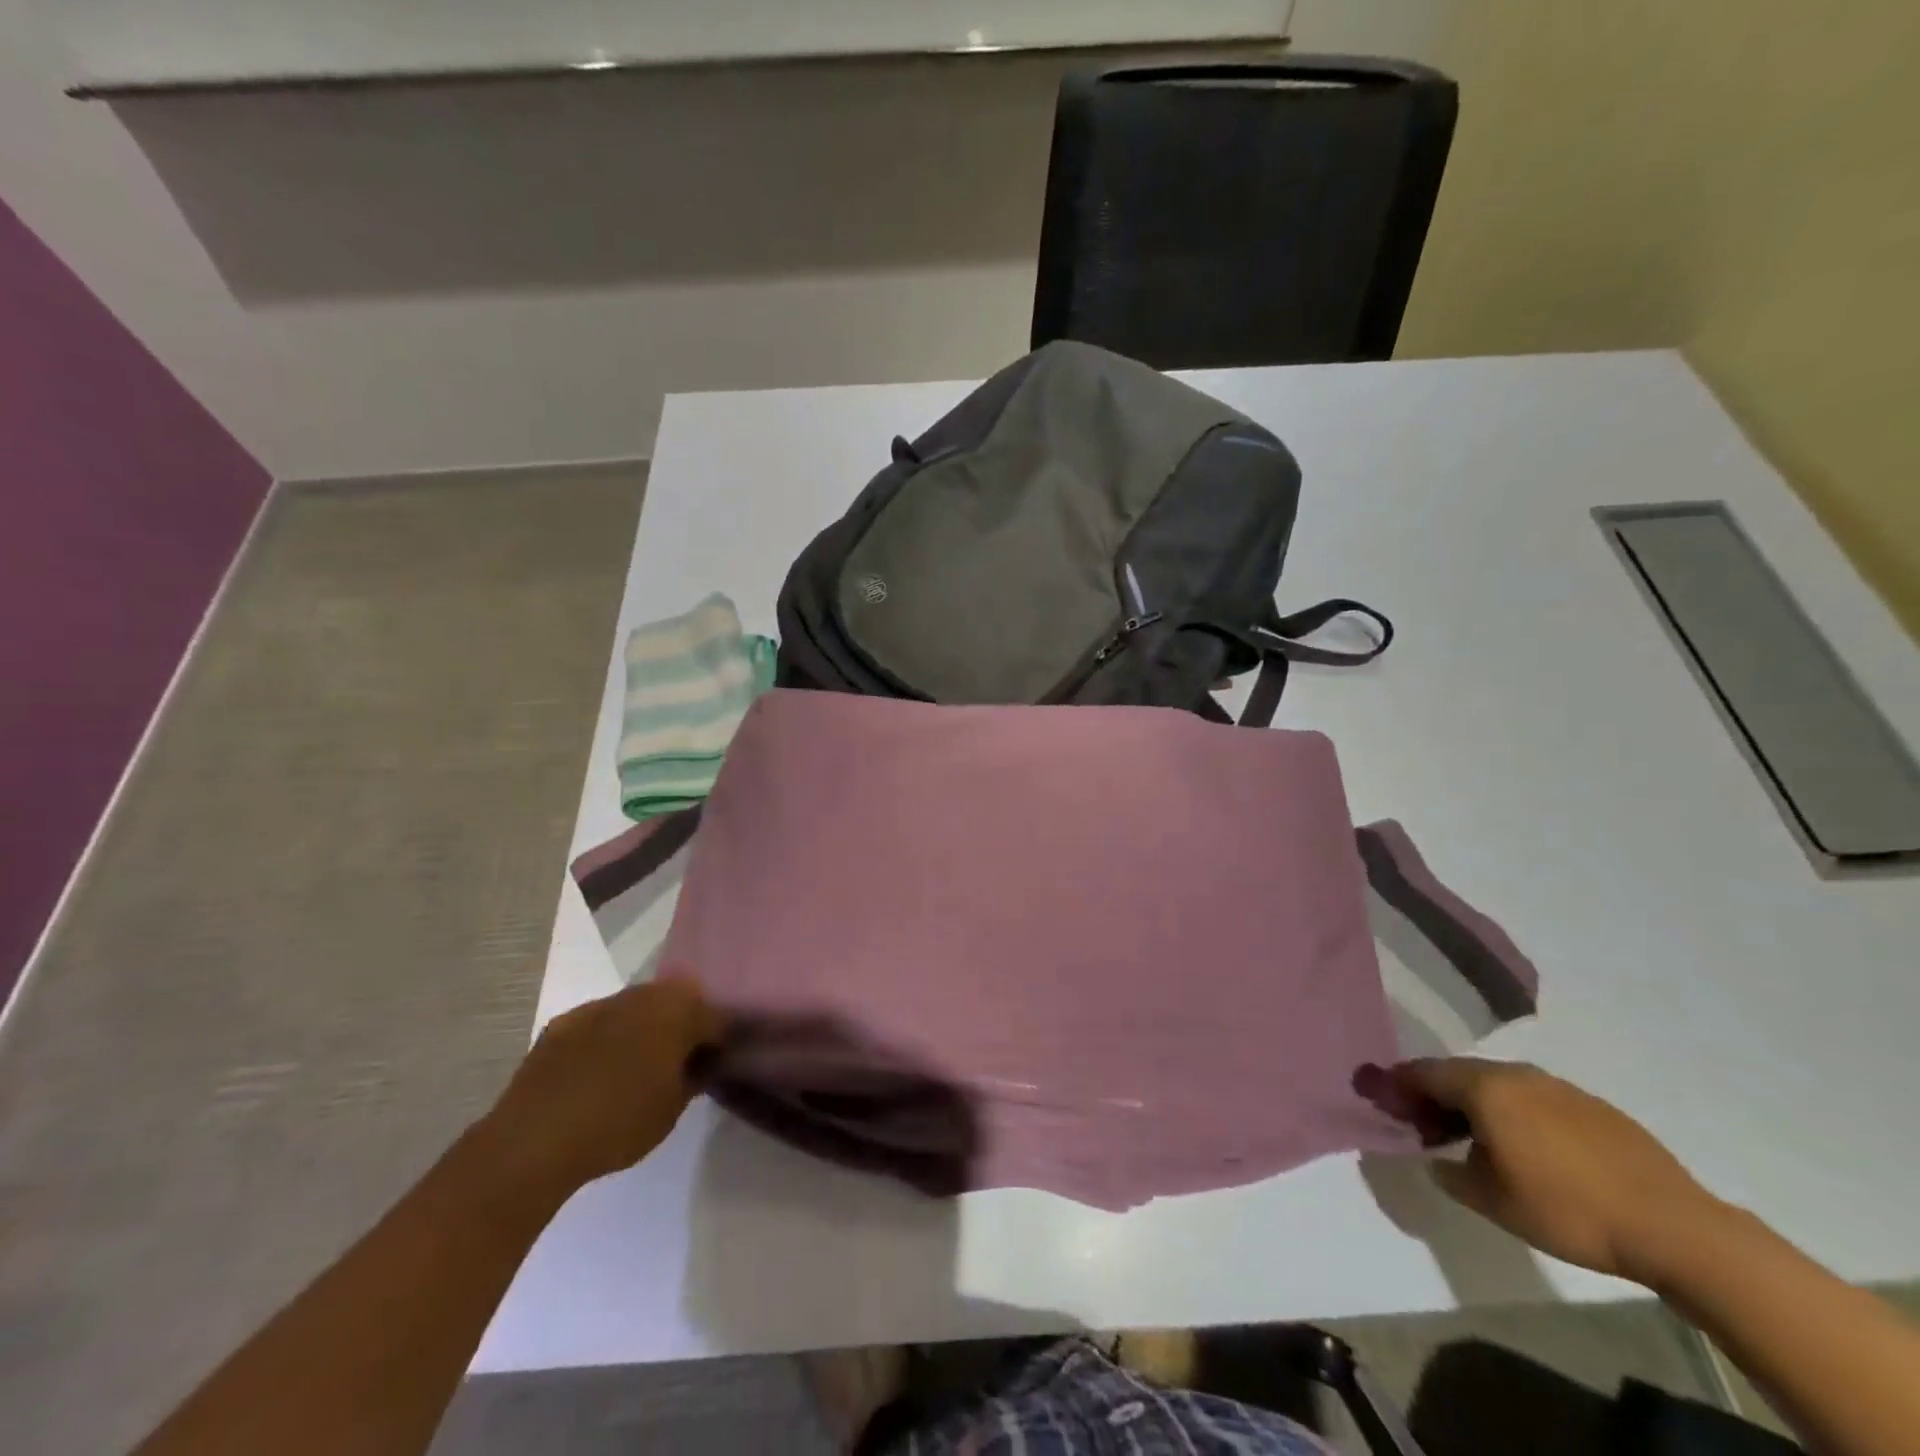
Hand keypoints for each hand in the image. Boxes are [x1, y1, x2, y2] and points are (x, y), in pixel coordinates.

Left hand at [479, 978, 724, 1197]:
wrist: (533, 1140)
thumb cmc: (618, 1123)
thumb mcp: (672, 1109)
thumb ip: (694, 1076)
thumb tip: (703, 1062)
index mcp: (678, 1011)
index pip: (716, 1017)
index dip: (722, 1039)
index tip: (722, 1059)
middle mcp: (642, 995)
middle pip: (677, 1001)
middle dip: (684, 1024)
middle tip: (683, 1059)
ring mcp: (599, 1004)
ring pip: (636, 1007)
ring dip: (645, 1026)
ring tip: (640, 1064)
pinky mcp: (564, 1022)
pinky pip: (599, 1023)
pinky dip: (606, 1038)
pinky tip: (598, 1070)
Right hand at [1391, 1058, 1723, 1283]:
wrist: (1676, 1228)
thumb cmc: (1567, 1210)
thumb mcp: (1492, 1201)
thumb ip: (1451, 1174)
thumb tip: (1435, 1161)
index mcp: (1484, 1088)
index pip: (1423, 1072)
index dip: (1398, 1084)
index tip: (1382, 1099)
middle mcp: (1516, 1074)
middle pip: (1458, 1073)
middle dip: (1434, 1094)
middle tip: (1424, 1124)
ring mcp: (1558, 1087)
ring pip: (1498, 1084)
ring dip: (1475, 1102)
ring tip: (1473, 1138)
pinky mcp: (1593, 1106)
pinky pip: (1534, 1098)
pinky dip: (1513, 1112)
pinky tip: (1526, 1146)